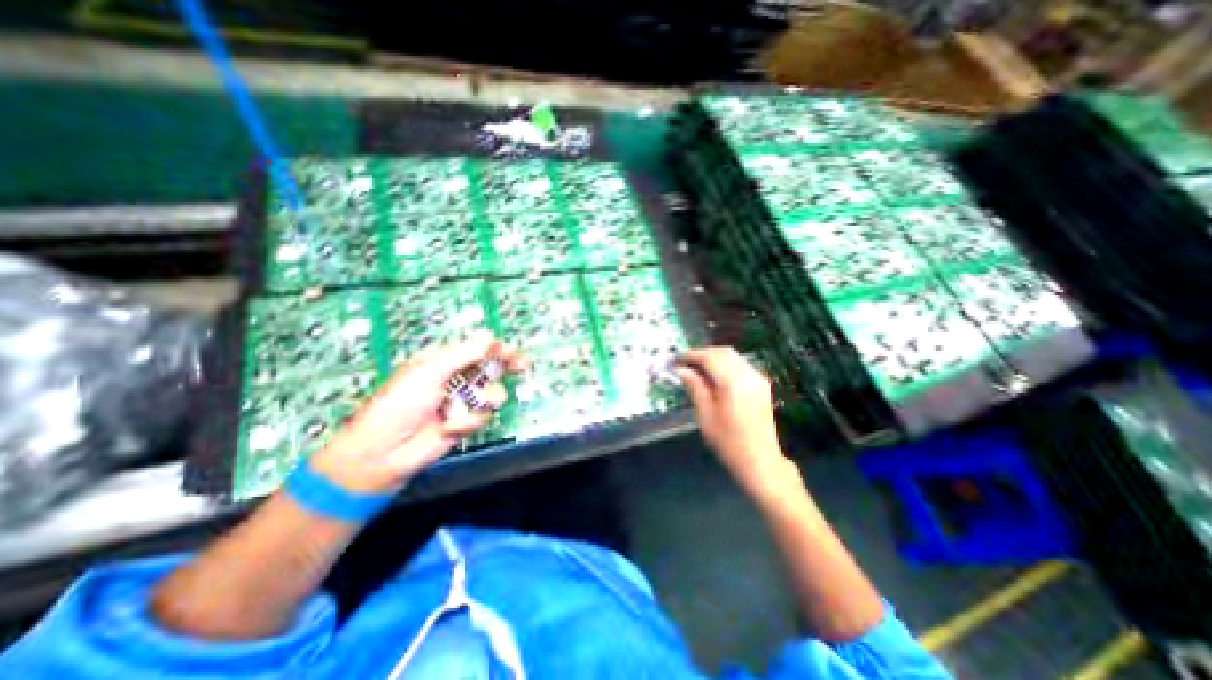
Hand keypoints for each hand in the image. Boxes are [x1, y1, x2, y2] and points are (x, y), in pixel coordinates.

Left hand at [309, 332, 522, 492]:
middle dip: (506, 366)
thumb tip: (489, 336)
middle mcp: (457, 378)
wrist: (385, 452)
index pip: (477, 348)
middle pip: (491, 367)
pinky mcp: (466, 422)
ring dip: (484, 399)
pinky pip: (483, 415)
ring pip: (492, 392)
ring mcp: (463, 401)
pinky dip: (469, 420)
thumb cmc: (400, 405)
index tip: (510, 352)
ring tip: (468, 406)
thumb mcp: (430, 373)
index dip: (495, 348)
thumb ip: (463, 355)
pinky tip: (451, 426)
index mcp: (444, 361)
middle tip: (521, 366)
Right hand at [677, 348, 792, 490]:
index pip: (709, 358)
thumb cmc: (728, 442)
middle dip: (703, 354)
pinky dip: (726, 364)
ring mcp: (758, 379)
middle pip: (723, 352)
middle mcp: (748, 375)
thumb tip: (681, 370)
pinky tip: (715, 376)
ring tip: (697, 369)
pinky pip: (741, 365)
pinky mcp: (762, 385)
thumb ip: (695, 387)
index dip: (691, 355)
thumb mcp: (705, 415)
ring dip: (715, 358)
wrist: (760, 461)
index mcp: (733, 382)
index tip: (676, 359)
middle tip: (685, 363)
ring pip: (733, 356)